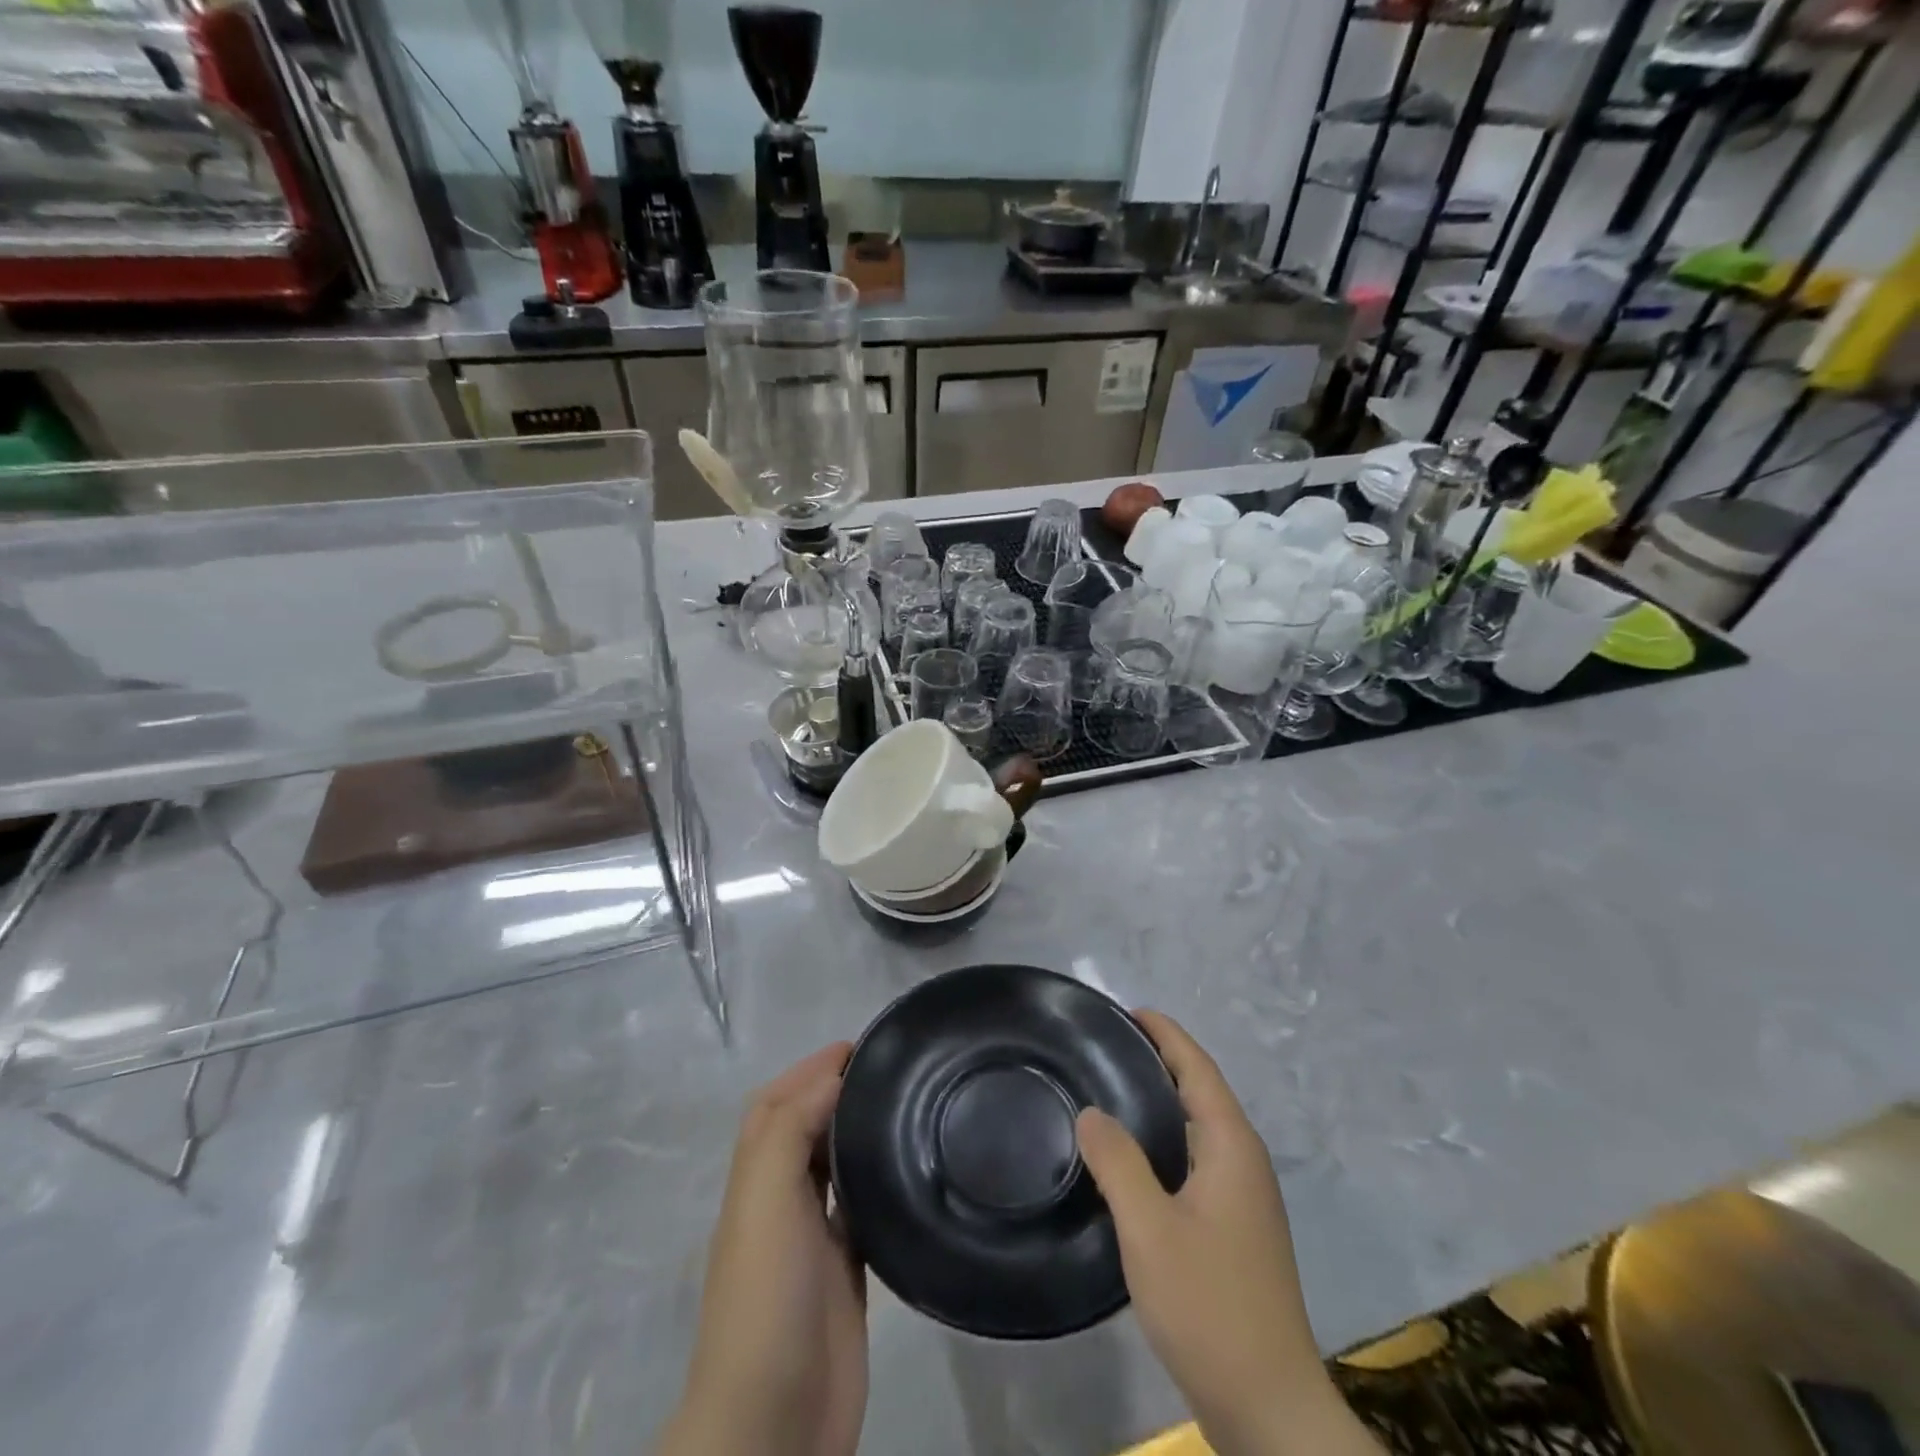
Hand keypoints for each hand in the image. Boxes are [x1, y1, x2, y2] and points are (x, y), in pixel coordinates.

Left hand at [659, 1044, 866, 1455]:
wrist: (773, 1425)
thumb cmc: (766, 1300)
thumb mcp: (765, 1201)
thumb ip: (788, 1132)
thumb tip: (829, 1078)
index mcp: (755, 1182)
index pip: (776, 1106)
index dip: (809, 1070)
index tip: (859, 1046)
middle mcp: (779, 1204)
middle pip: (803, 1130)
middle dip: (834, 1092)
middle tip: (890, 1070)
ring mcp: (812, 1242)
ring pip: (832, 1168)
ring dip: (854, 1133)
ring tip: (903, 1105)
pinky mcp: (846, 1276)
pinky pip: (860, 1212)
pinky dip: (875, 1182)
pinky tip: (907, 1171)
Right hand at [1075, 1012, 1379, 1455]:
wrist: (1267, 1405)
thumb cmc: (1209, 1304)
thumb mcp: (1150, 1229)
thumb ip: (1118, 1163)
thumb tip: (1091, 1111)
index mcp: (1232, 1147)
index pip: (1198, 1068)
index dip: (1166, 1034)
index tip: (1129, 1010)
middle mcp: (1244, 1162)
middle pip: (1202, 1091)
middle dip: (1161, 1060)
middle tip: (1107, 1046)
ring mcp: (1244, 1198)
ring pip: (1200, 1127)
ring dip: (1163, 1100)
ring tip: (1113, 1089)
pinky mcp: (1235, 1229)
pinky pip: (1197, 1159)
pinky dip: (1167, 1139)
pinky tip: (1134, 1158)